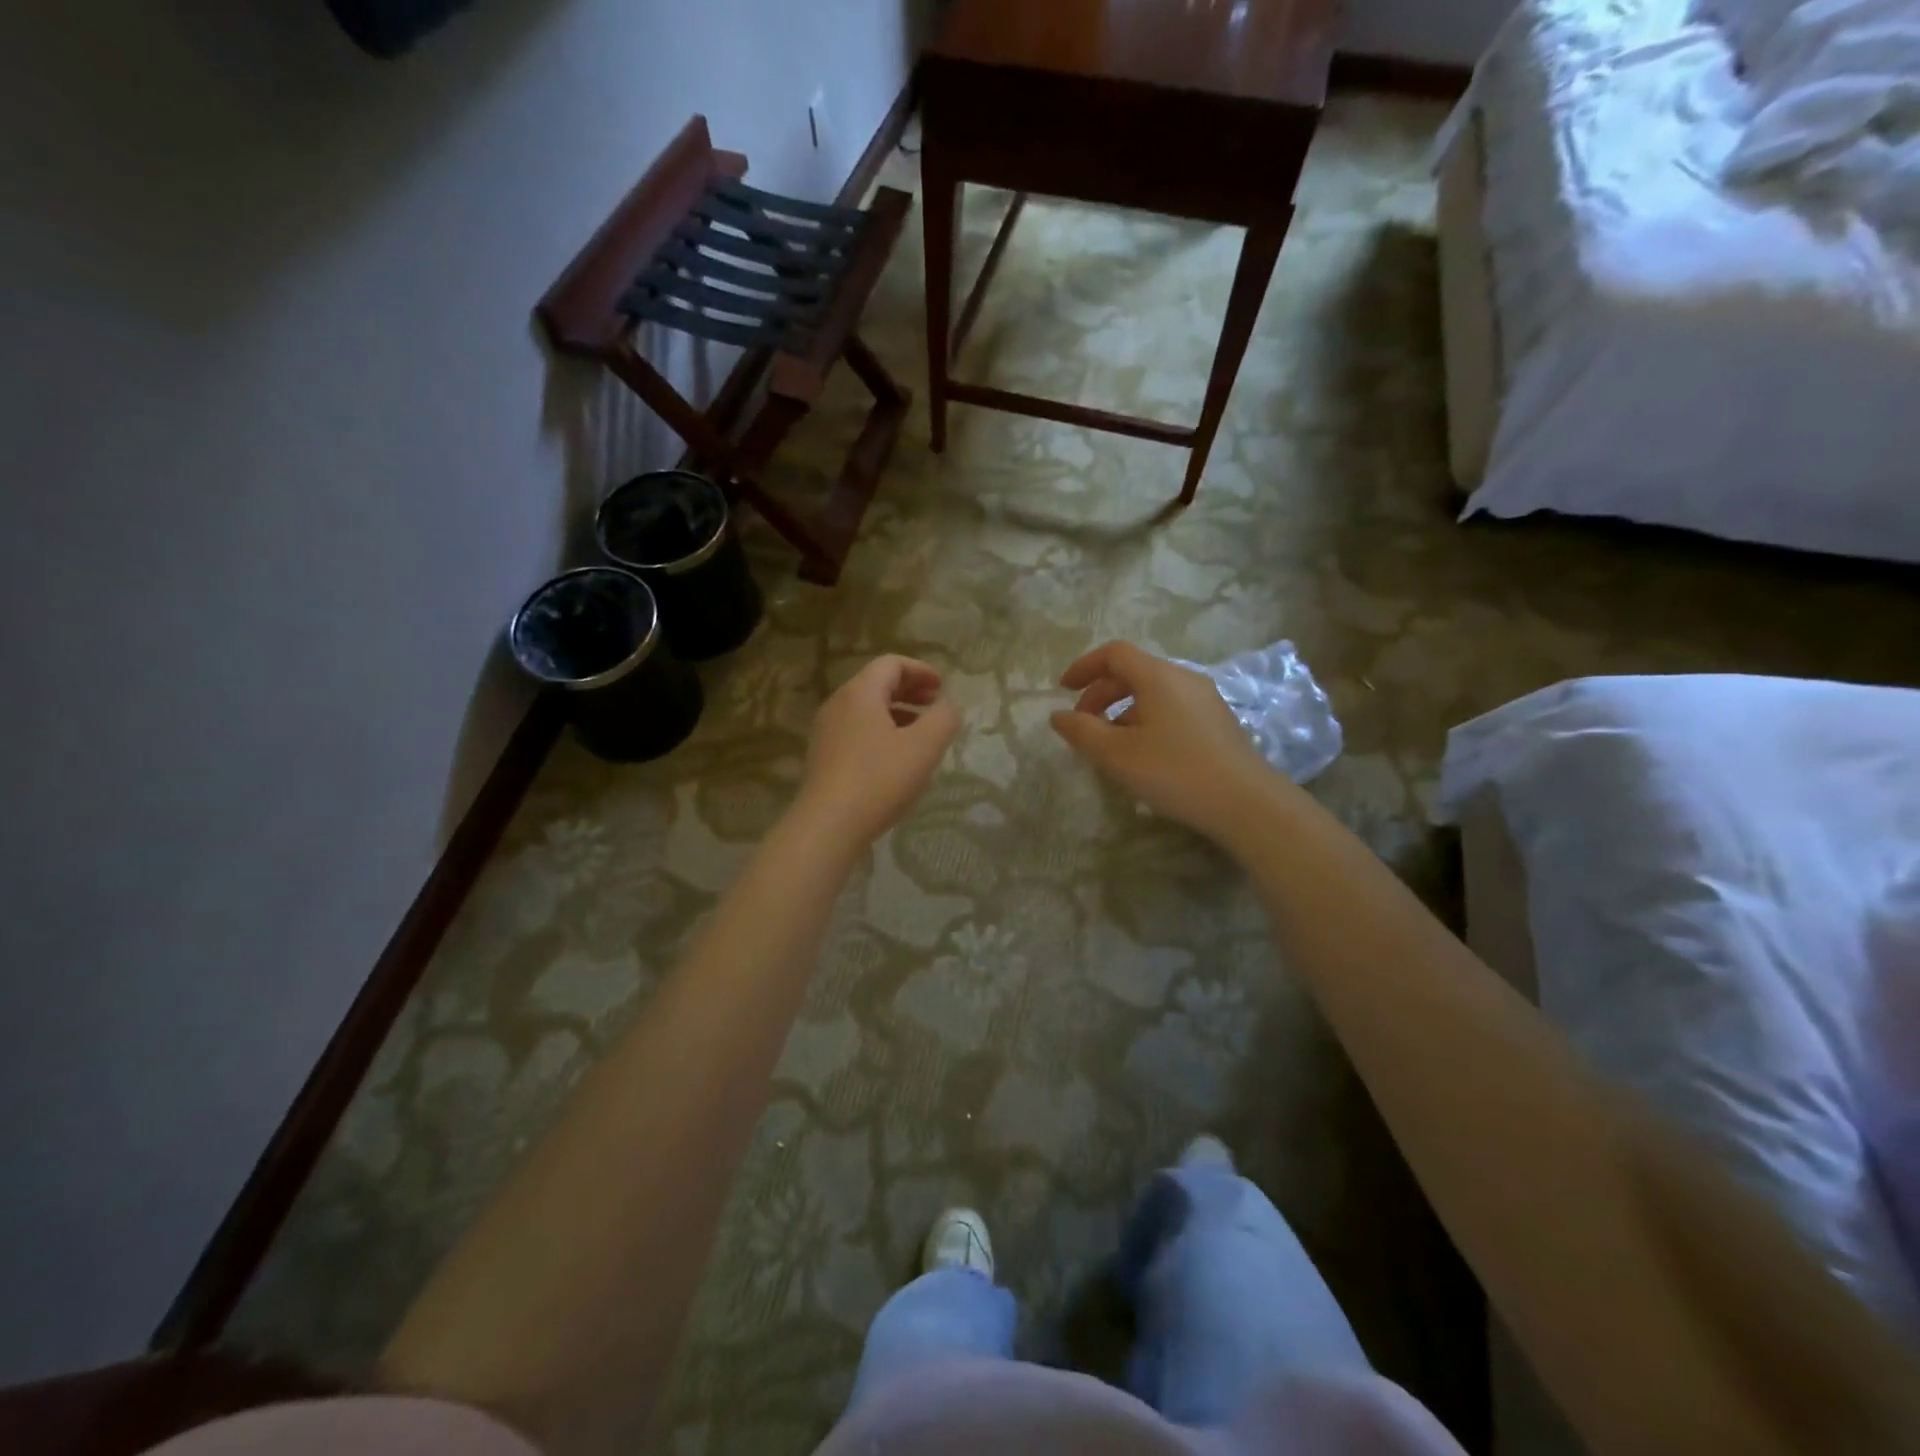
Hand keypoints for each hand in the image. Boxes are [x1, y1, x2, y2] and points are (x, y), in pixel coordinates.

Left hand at [795, 655, 959, 850]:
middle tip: (935, 705)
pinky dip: (881, 733)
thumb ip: (944, 718)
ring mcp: (826, 732)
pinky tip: (896, 760)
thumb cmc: (879, 779)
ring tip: (921, 734)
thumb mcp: (925, 746)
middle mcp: (838, 705)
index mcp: (860, 692)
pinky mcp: (823, 758)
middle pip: (876, 684)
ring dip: (897, 714)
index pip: (891, 663)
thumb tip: (947, 706)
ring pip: (866, 710)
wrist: (828, 825)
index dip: (921, 670)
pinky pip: (856, 732)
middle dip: (909, 690)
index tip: (942, 688)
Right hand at [1050, 640, 1280, 841]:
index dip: (1084, 666)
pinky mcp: (1218, 721)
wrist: (1246, 803)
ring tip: (1110, 744)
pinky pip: (1172, 707)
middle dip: (1100, 692)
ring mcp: (1206, 699)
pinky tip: (1144, 753)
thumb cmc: (1174, 772)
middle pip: (1133, 671)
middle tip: (1082, 723)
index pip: (1114, 653)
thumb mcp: (1116, 754)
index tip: (1063, 690)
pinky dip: (1146, 719)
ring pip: (1153, 692)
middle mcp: (1184, 678)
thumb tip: (1058, 715)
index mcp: (1158, 676)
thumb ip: (1081, 731)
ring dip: (1122, 709)